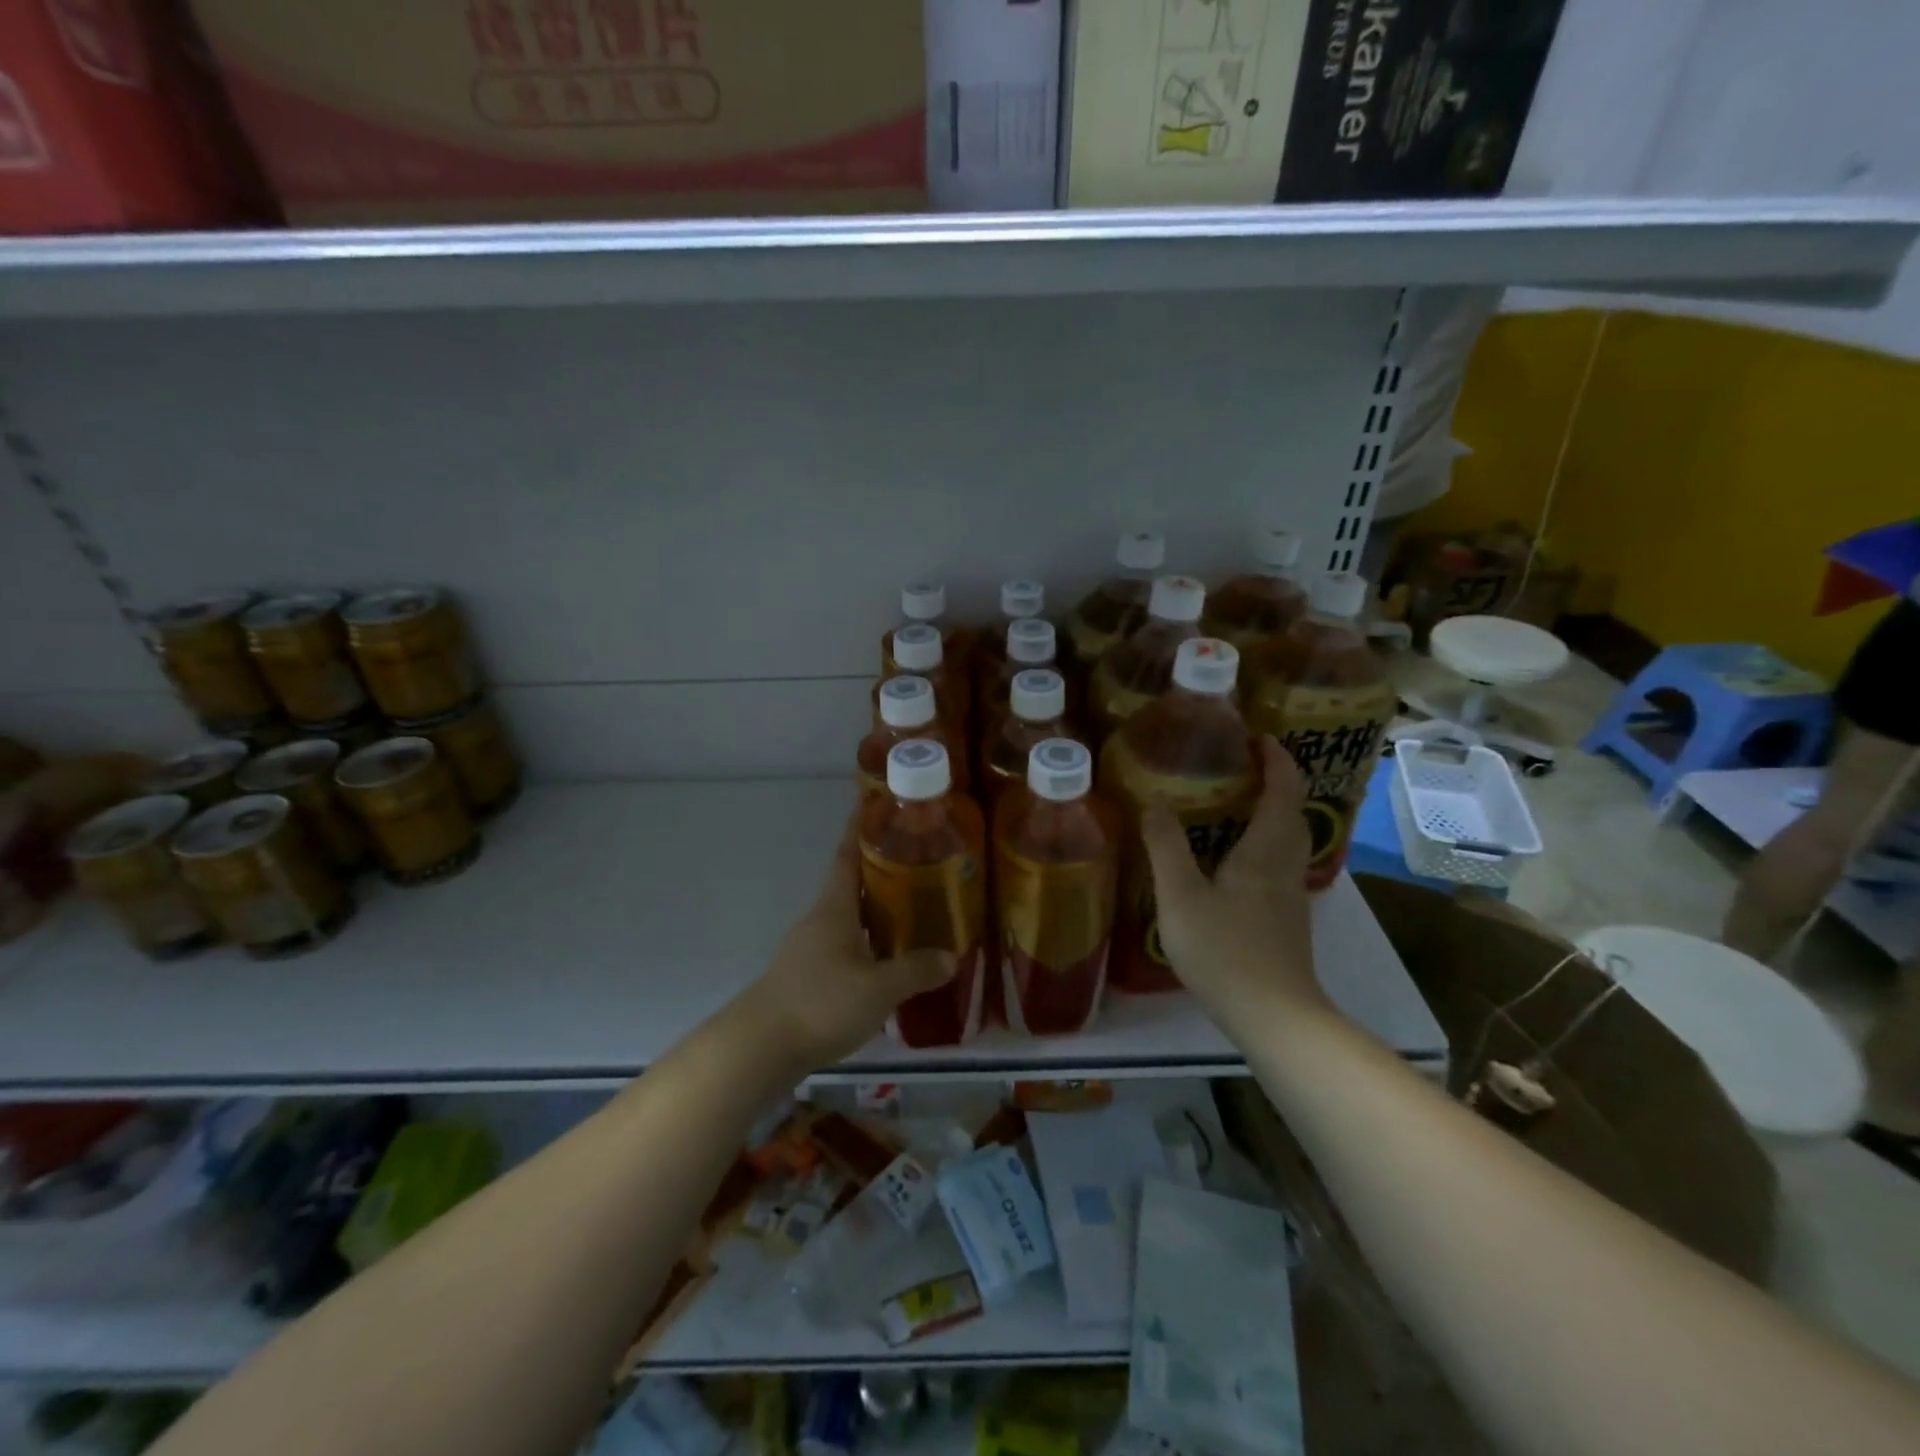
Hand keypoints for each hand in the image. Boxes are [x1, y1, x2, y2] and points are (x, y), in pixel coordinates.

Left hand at [729, 813, 953, 1073]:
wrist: (759, 1048)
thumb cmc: (820, 1004)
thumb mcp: (878, 989)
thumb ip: (915, 971)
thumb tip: (951, 956)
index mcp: (834, 908)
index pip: (847, 855)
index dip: (860, 828)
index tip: (874, 802)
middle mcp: (820, 919)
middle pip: (851, 883)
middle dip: (881, 868)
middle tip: (919, 859)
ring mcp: (810, 948)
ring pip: (850, 916)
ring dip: (877, 907)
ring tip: (914, 907)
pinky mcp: (808, 974)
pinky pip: (846, 944)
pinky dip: (869, 941)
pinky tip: (890, 958)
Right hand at [1141, 737, 1327, 1020]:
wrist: (1274, 1017)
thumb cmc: (1226, 951)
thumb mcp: (1181, 897)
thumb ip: (1166, 847)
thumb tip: (1154, 802)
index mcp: (1266, 850)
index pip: (1283, 791)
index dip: (1276, 760)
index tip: (1257, 738)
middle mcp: (1286, 865)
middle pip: (1292, 812)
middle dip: (1275, 782)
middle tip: (1241, 764)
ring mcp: (1289, 894)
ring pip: (1288, 839)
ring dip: (1271, 811)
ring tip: (1234, 802)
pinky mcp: (1285, 918)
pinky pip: (1278, 862)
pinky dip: (1263, 842)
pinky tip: (1233, 857)